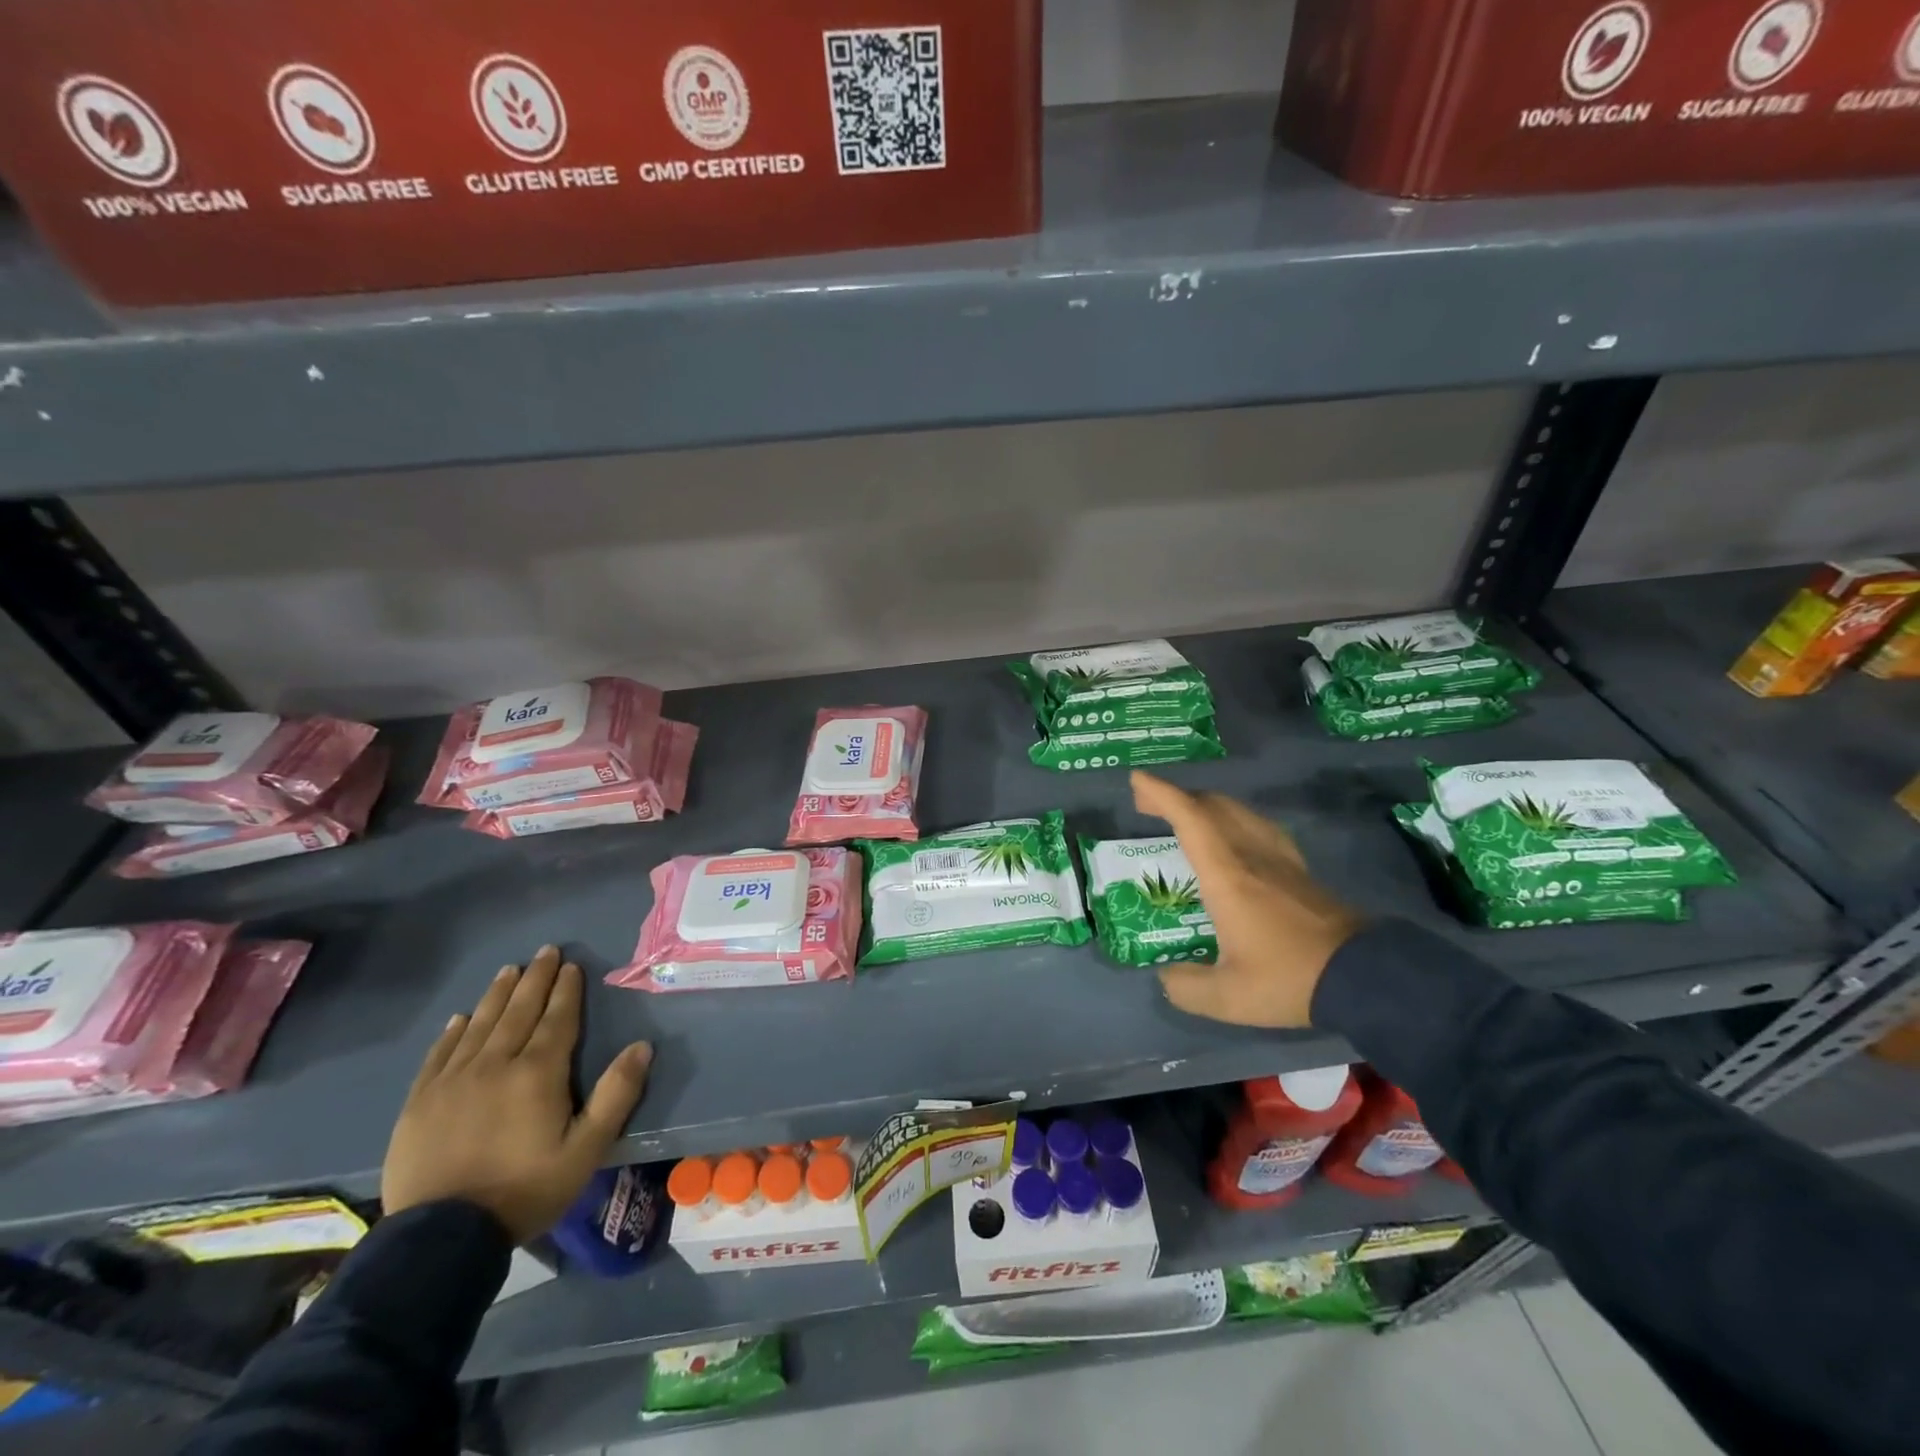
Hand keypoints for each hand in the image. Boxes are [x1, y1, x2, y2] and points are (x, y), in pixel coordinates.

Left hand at [382, 945, 652, 1243]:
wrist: (440, 1240)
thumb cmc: (525, 1190)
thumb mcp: (586, 1149)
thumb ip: (616, 1094)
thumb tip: (642, 1046)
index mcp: (537, 1073)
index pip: (557, 1019)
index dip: (566, 990)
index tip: (571, 965)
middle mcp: (495, 1064)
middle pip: (519, 1011)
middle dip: (535, 979)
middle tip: (545, 951)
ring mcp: (452, 1081)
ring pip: (480, 1024)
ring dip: (498, 995)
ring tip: (509, 970)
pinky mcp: (420, 1103)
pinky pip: (440, 1054)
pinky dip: (454, 1031)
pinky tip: (461, 1018)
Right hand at [1131, 771, 1363, 1027]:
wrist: (1364, 977)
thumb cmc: (1289, 979)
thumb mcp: (1228, 997)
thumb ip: (1187, 987)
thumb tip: (1167, 976)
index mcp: (1228, 876)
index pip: (1191, 819)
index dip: (1162, 794)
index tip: (1137, 779)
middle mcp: (1252, 856)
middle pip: (1213, 807)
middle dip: (1177, 797)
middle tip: (1148, 804)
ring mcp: (1280, 860)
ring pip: (1239, 812)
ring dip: (1206, 804)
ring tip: (1185, 815)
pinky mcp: (1300, 870)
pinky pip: (1259, 826)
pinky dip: (1234, 818)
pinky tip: (1234, 834)